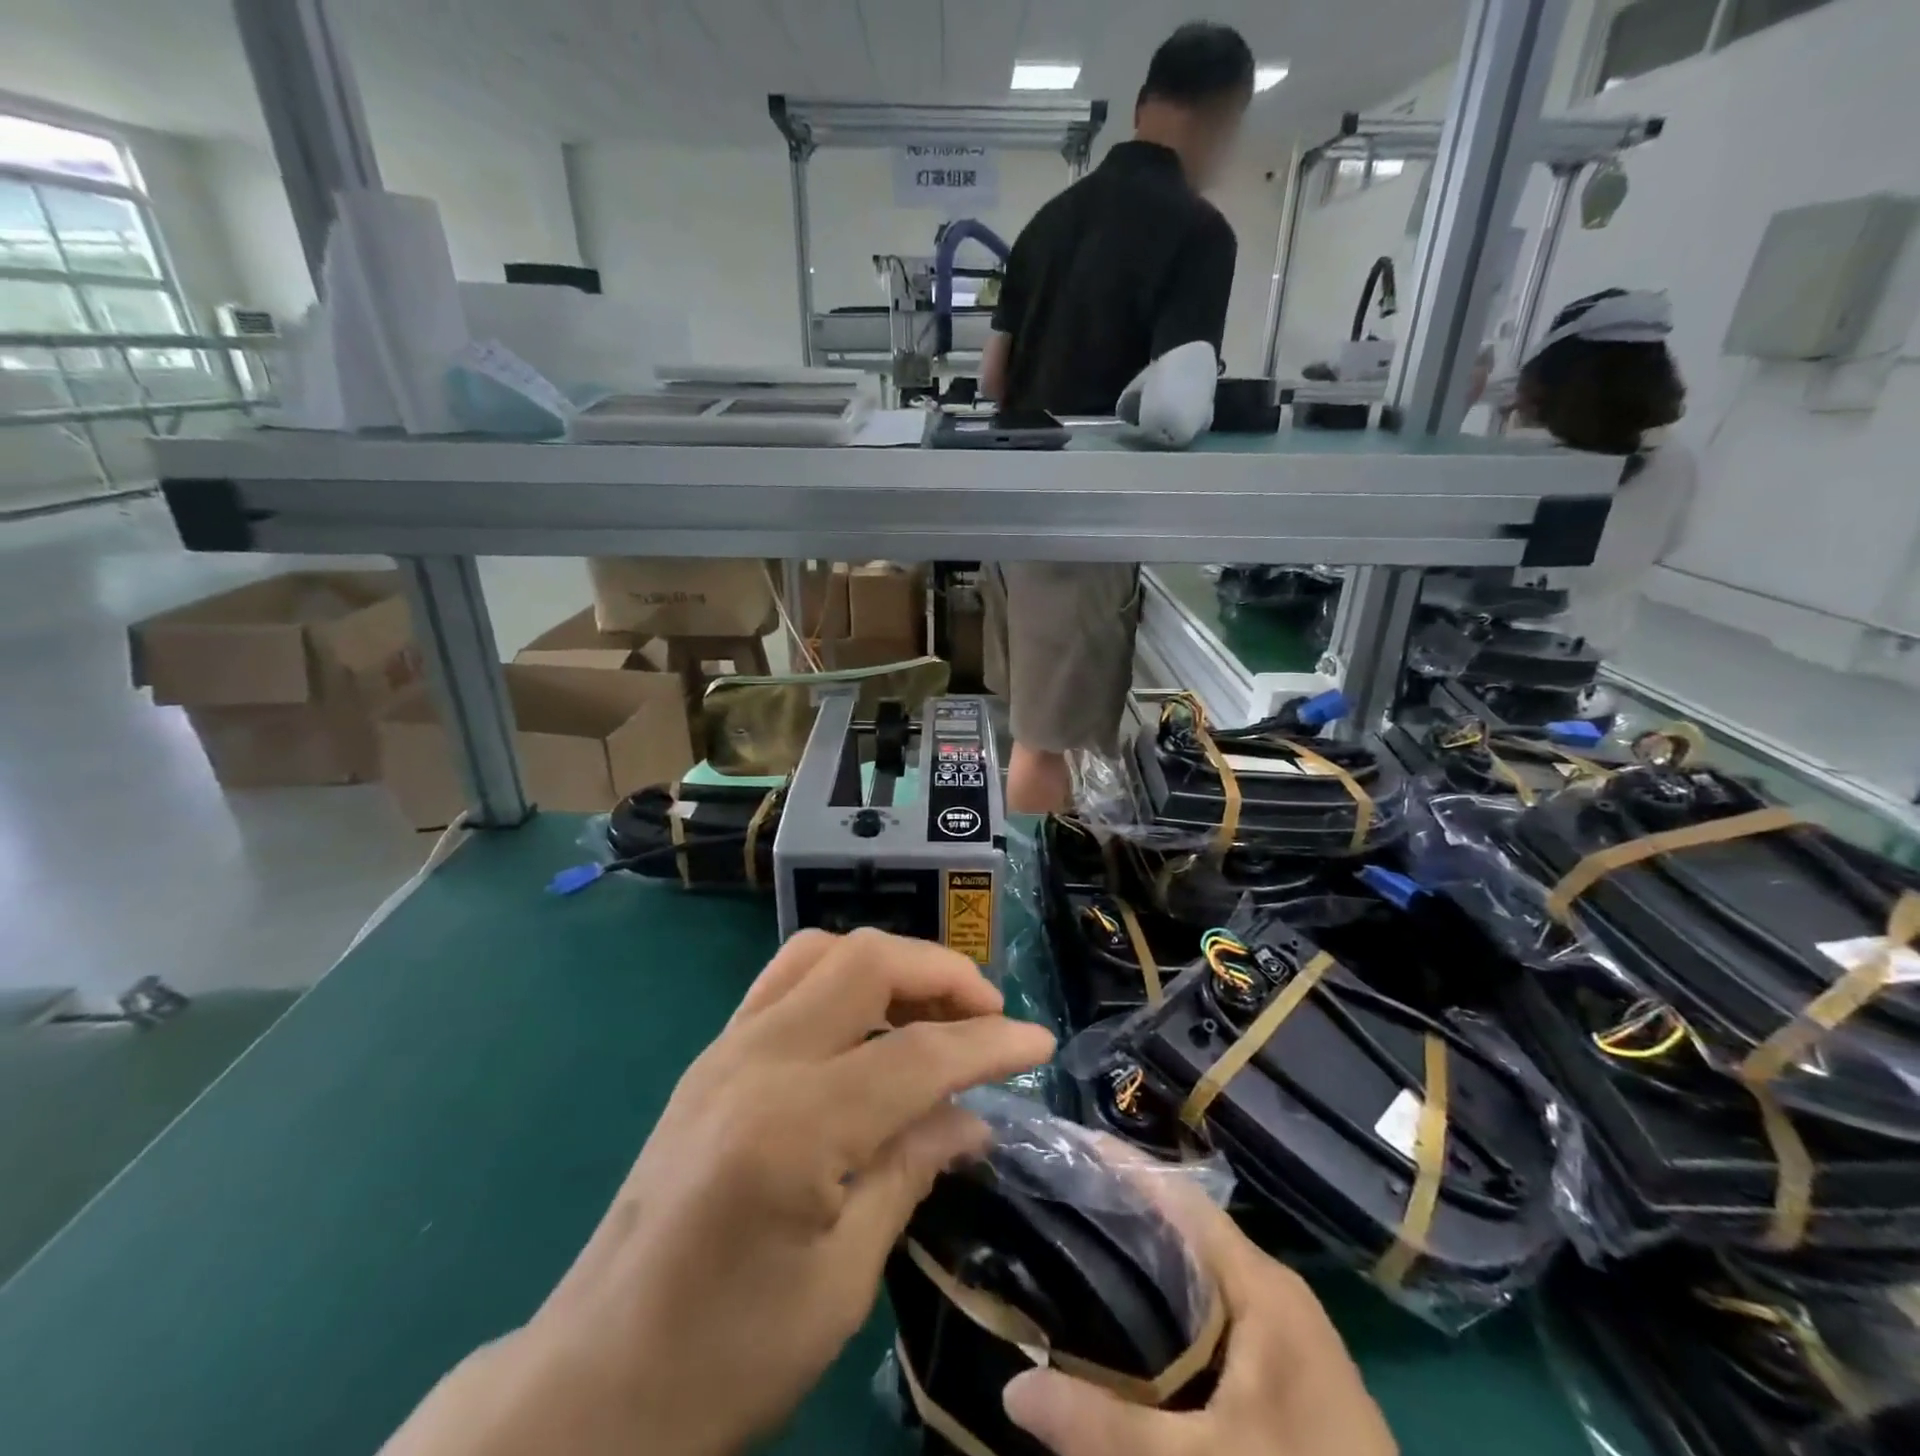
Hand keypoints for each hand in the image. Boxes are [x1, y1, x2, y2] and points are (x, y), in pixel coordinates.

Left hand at [380, 928, 1055, 1455]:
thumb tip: (975, 1118)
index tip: (1039, 1044)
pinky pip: (786, 977)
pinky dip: (842, 975)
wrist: (592, 1384)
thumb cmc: (724, 1358)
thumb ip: (910, 1172)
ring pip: (824, 952)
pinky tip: (868, 1018)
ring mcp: (725, 1048)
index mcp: (793, 1126)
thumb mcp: (839, 1283)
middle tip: (988, 1014)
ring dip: (892, 964)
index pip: (919, 1055)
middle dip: (942, 974)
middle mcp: (756, 1060)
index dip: (991, 1046)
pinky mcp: (710, 1055)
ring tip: (935, 1007)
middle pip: (867, 963)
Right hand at [1002, 1162, 1396, 1455]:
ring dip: (1143, 1261)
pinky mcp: (1284, 1376)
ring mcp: (1283, 1336)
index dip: (1123, 1167)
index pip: (1180, 1198)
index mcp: (1260, 1285)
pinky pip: (1212, 1314)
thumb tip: (1010, 1390)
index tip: (1064, 1147)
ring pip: (1197, 1274)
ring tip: (1072, 1252)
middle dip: (1121, 1213)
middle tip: (1050, 1204)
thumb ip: (1107, 1427)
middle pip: (1184, 1230)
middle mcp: (1272, 1292)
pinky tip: (1126, 1330)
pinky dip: (1167, 1306)